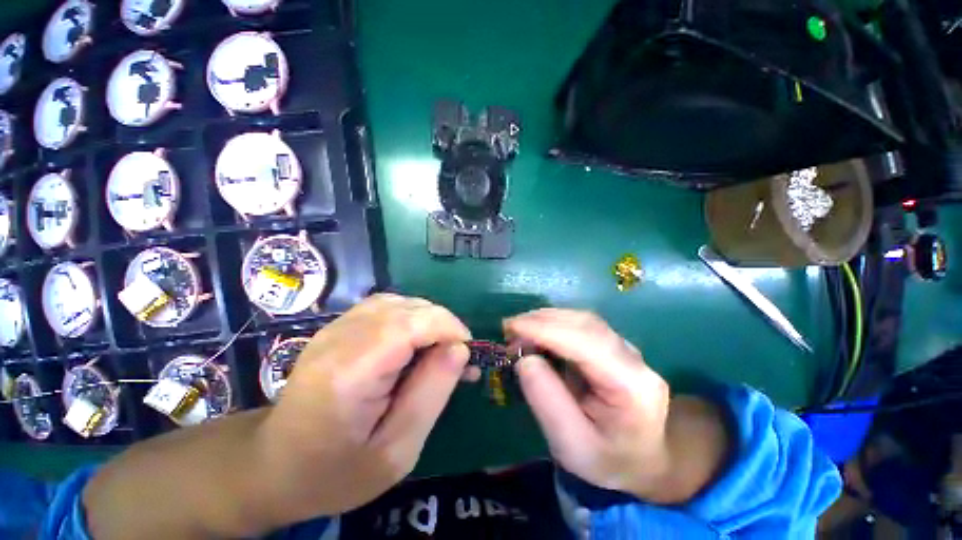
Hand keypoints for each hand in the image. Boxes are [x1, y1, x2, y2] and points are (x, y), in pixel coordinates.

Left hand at [257, 294, 471, 522]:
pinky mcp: (338, 326)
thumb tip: (459, 349)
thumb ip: (432, 394)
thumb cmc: (337, 471)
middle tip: (455, 357)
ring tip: (436, 349)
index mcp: (351, 372)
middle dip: (442, 324)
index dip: (448, 328)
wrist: (275, 465)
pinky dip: (409, 316)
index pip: (411, 324)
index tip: (468, 352)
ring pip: (398, 302)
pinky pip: (385, 306)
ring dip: (427, 319)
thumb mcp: (397, 452)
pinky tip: (412, 341)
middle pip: (407, 308)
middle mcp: (340, 337)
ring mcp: (335, 327)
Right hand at [506, 309, 727, 503]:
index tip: (512, 327)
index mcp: (631, 385)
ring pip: (581, 319)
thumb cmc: (608, 459)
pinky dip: (553, 323)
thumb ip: (546, 401)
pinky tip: (536, 332)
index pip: (585, 343)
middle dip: (541, 321)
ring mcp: (625, 346)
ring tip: (518, 330)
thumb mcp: (571, 445)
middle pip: (584, 324)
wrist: (645, 457)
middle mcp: (632, 357)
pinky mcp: (613, 344)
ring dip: (545, 319)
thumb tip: (524, 359)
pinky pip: (580, 324)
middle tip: (509, 329)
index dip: (545, 330)